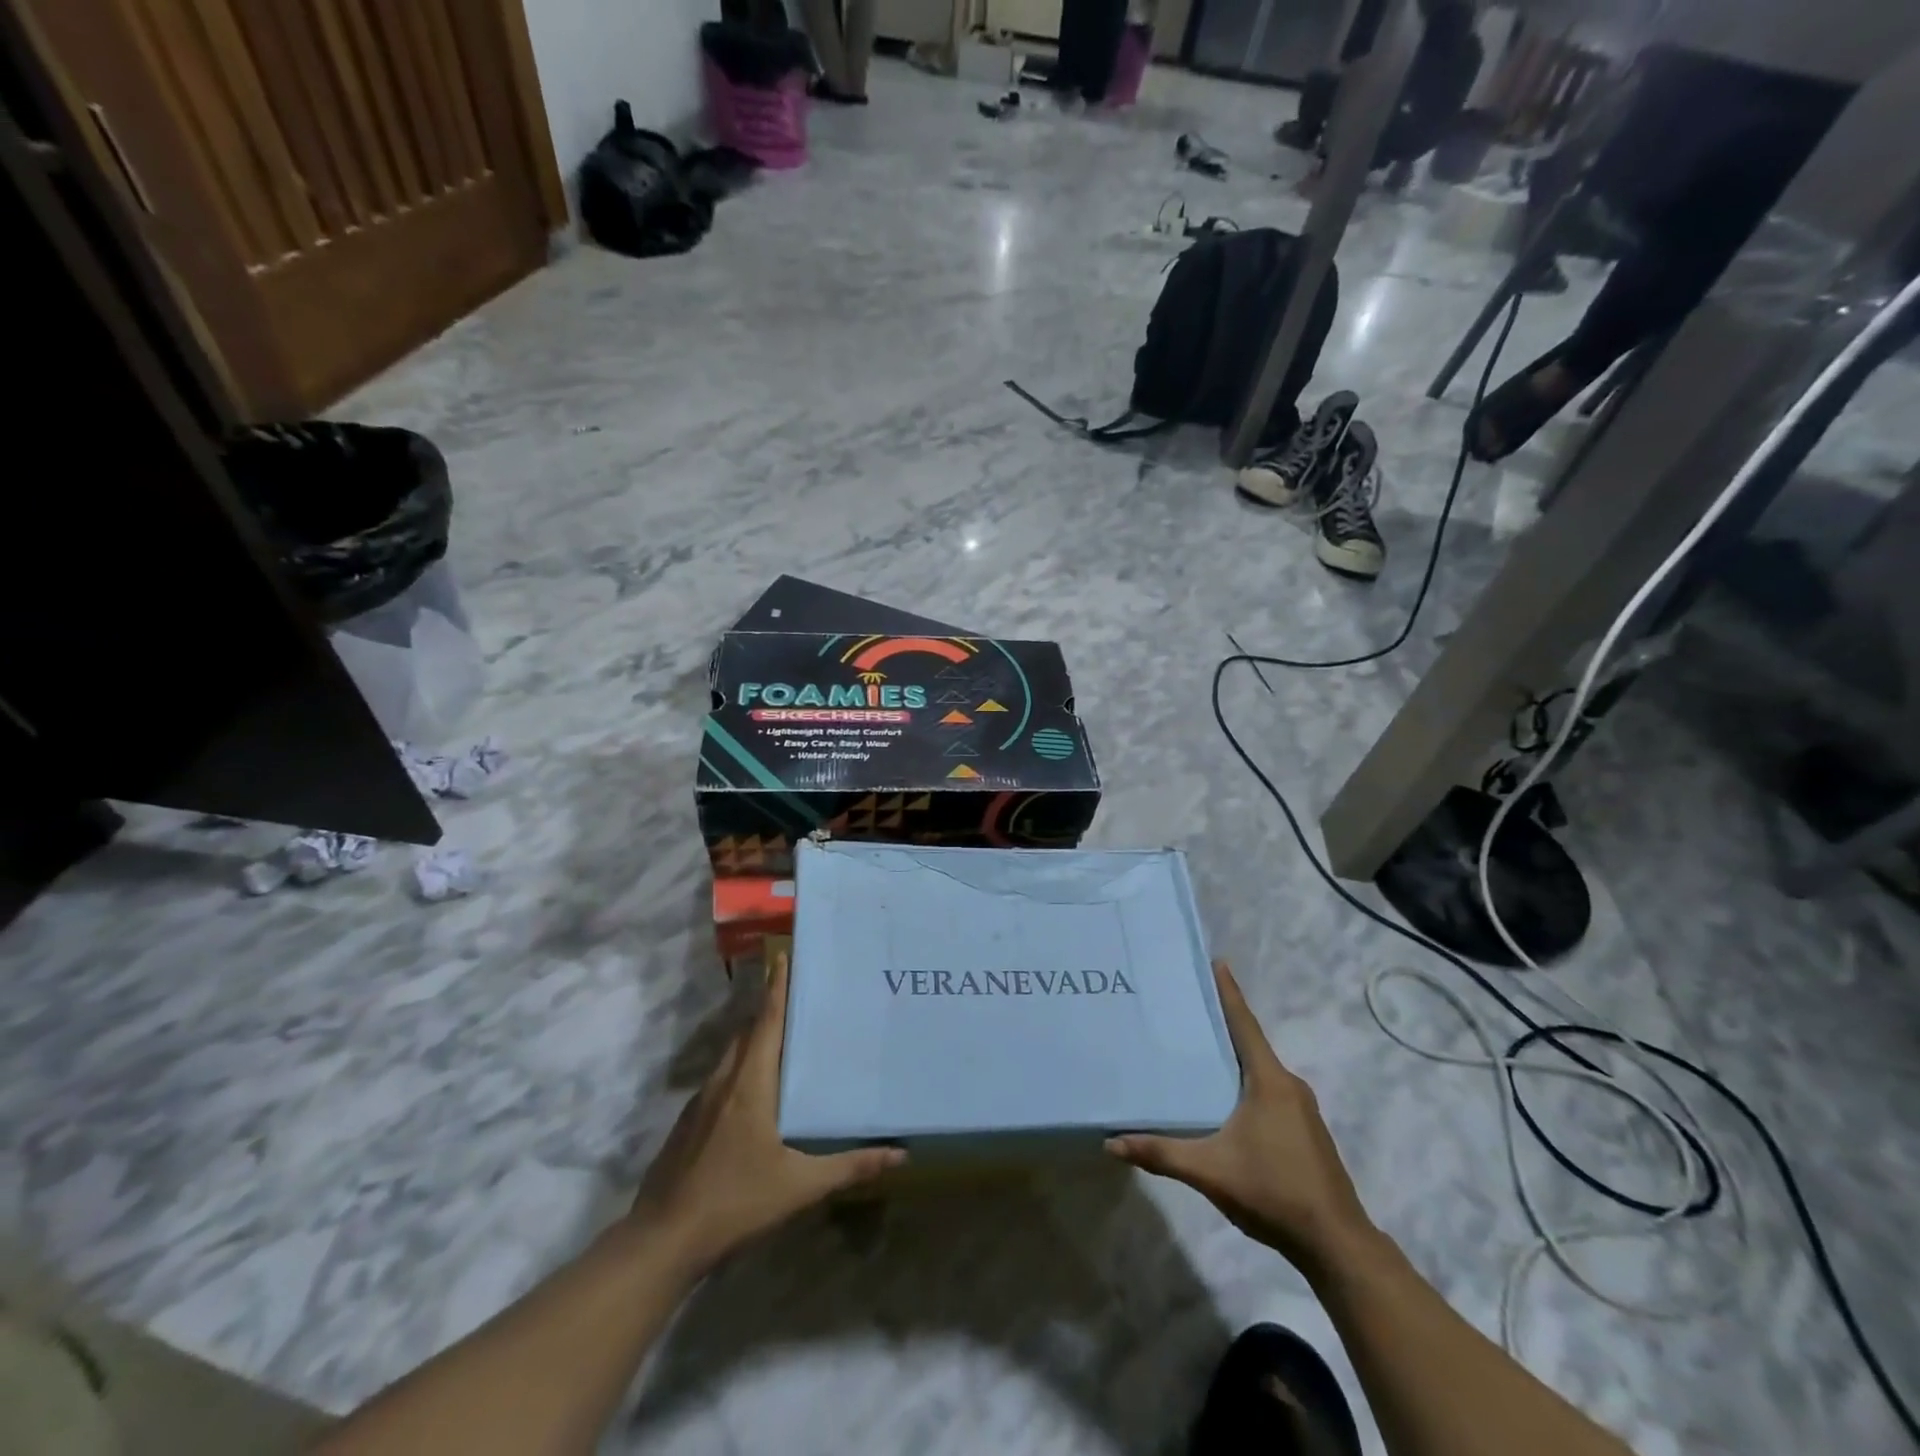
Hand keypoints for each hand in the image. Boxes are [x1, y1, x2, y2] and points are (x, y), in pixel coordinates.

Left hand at [630, 953, 903, 1273]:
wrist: (662, 1242)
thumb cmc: (735, 1202)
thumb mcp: (799, 1186)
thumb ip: (849, 1167)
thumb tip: (900, 1154)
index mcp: (749, 1084)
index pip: (766, 1022)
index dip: (776, 988)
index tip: (782, 956)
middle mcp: (723, 1082)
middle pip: (747, 1033)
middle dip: (769, 1010)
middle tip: (798, 996)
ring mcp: (700, 1103)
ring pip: (731, 1056)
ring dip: (753, 1039)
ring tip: (782, 1038)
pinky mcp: (688, 1125)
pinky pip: (719, 1080)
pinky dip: (739, 1069)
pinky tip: (752, 1093)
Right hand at [1107, 961, 1374, 1270]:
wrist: (1337, 1245)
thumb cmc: (1273, 1192)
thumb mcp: (1209, 1171)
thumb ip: (1161, 1153)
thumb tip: (1111, 1143)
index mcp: (1269, 1081)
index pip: (1244, 1024)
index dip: (1229, 993)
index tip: (1217, 962)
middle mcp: (1289, 1086)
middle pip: (1250, 1044)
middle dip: (1223, 1024)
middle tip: (1188, 1007)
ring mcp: (1301, 1110)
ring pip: (1260, 1071)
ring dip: (1234, 1057)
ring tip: (1200, 1050)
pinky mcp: (1304, 1131)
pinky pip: (1269, 1092)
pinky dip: (1246, 1083)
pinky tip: (1225, 1098)